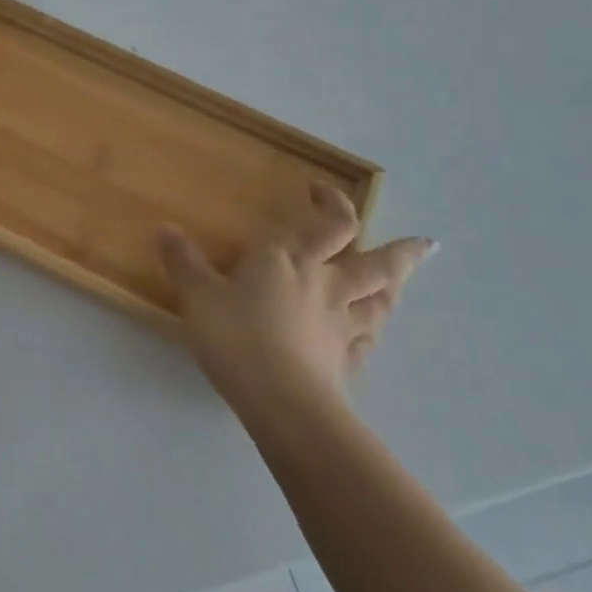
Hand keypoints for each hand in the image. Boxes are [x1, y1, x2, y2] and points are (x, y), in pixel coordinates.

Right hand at [157, 183, 435, 422]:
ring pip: (381, 301)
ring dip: (396, 288)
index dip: (331, 202)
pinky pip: (367, 341)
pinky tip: (369, 335)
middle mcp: (325, 284)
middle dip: (400, 251)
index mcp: (290, 258)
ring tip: (404, 281)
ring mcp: (342, 324)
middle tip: (425, 244)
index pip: (328, 222)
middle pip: (376, 263)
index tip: (320, 190)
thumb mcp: (198, 295)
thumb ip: (184, 261)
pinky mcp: (345, 361)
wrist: (280, 400)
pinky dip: (371, 333)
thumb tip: (165, 228)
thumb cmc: (237, 336)